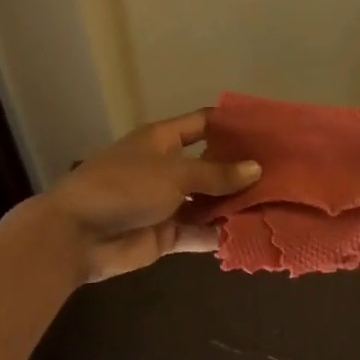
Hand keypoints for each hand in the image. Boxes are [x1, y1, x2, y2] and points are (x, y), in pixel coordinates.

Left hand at [42, 110, 259, 282]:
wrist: (76, 235)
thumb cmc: (124, 187)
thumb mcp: (174, 173)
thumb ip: (216, 174)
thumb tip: (256, 169)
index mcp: (162, 140)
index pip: (203, 124)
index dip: (232, 124)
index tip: (267, 129)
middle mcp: (167, 167)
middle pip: (211, 165)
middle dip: (241, 170)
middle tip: (283, 172)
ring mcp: (167, 202)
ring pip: (208, 200)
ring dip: (234, 204)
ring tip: (276, 205)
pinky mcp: (166, 233)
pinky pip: (199, 231)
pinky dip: (220, 234)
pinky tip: (250, 234)